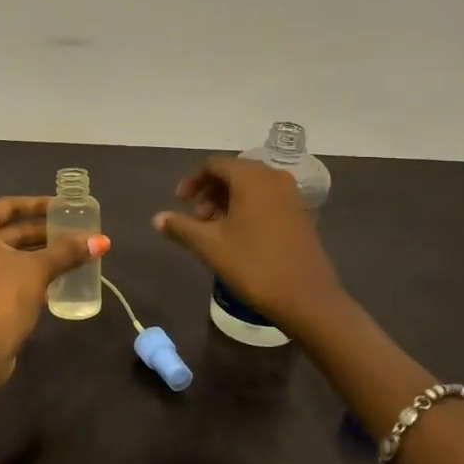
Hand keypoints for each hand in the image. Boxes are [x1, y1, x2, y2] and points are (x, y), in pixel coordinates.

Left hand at [0, 196, 108, 402]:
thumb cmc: (0, 299)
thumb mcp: (36, 270)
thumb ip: (67, 252)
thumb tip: (102, 240)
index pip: (8, 206)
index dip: (38, 205)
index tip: (64, 208)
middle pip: (9, 230)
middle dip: (43, 233)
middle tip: (75, 233)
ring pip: (8, 254)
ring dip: (38, 254)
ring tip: (72, 254)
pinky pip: (4, 273)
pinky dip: (27, 272)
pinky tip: (57, 278)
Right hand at [153, 155, 346, 335]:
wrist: (306, 298)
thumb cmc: (253, 265)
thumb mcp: (210, 246)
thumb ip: (181, 227)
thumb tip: (157, 218)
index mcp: (251, 178)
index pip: (214, 165)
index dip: (192, 181)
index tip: (179, 202)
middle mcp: (273, 178)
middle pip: (234, 173)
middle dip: (210, 192)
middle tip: (197, 219)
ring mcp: (291, 195)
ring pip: (251, 187)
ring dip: (228, 201)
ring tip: (215, 230)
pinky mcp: (300, 214)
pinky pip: (267, 199)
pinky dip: (248, 208)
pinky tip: (239, 236)